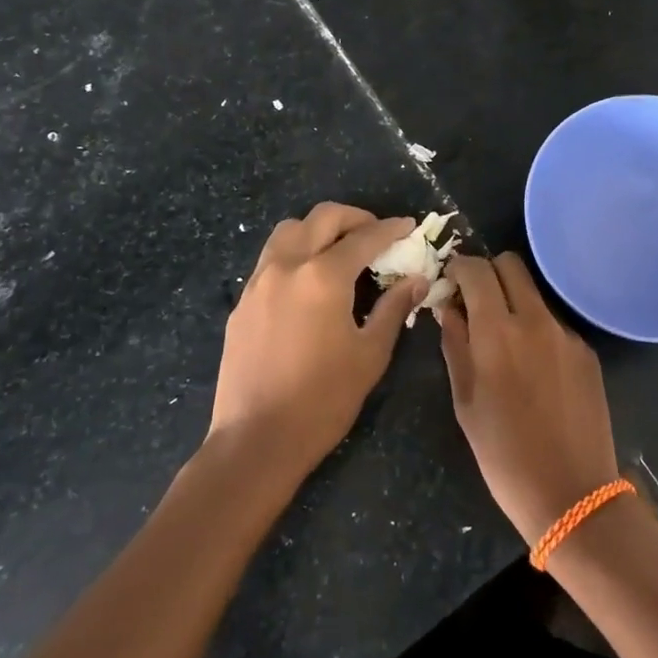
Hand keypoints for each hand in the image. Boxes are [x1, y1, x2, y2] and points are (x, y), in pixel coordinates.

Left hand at [211, 204, 427, 485]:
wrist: (256, 440)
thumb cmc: (323, 400)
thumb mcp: (370, 354)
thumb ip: (393, 308)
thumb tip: (416, 278)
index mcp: (323, 277)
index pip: (364, 237)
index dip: (391, 229)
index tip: (408, 226)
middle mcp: (287, 266)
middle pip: (322, 218)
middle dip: (354, 218)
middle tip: (376, 234)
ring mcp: (258, 282)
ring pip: (289, 230)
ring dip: (319, 229)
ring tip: (340, 250)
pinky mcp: (242, 303)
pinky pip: (270, 259)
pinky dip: (295, 253)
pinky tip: (308, 282)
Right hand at [438, 253, 619, 544]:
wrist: (572, 494)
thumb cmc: (504, 455)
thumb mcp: (465, 402)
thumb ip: (455, 345)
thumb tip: (449, 308)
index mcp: (497, 331)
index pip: (477, 269)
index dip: (459, 267)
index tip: (451, 281)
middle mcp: (535, 320)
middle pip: (511, 265)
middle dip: (488, 273)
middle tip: (475, 301)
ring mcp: (566, 334)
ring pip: (534, 293)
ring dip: (514, 301)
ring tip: (504, 340)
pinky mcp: (587, 351)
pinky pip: (554, 323)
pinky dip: (537, 330)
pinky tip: (535, 369)